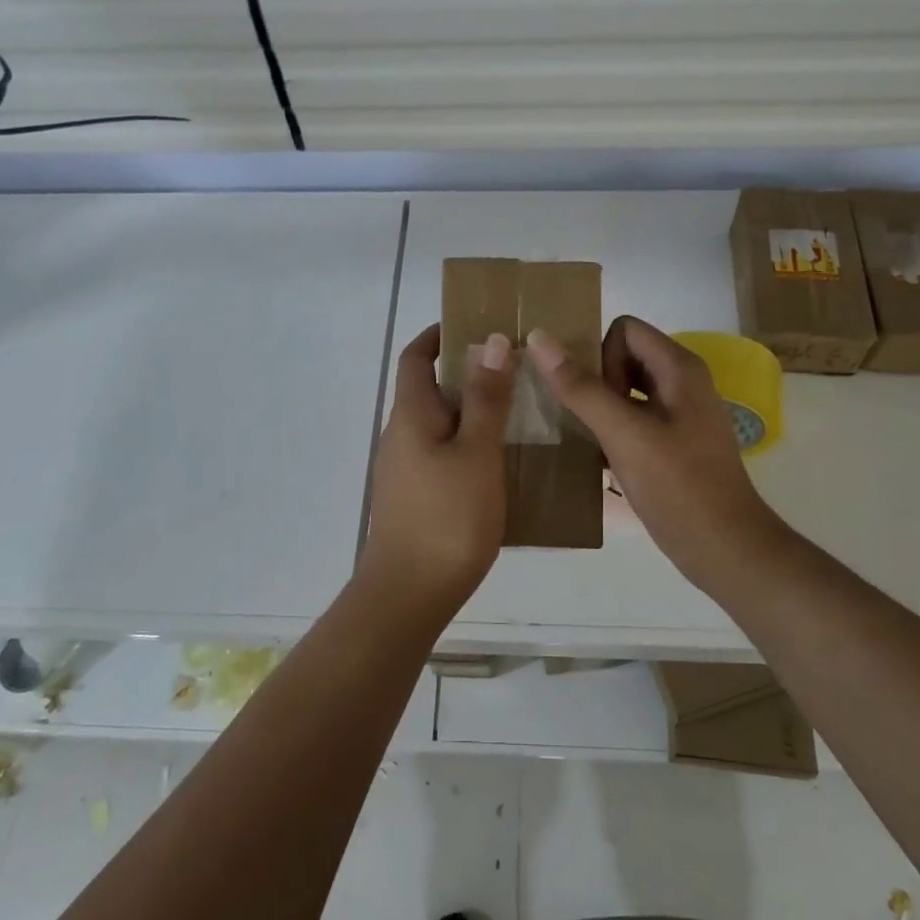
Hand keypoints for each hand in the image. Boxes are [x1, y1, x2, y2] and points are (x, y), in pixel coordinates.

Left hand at [358, 324, 514, 620]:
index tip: (475, 325)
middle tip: (514, 369)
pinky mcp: (414, 496)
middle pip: (429, 388)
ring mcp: (404, 468)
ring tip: (518, 411)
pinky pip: (442, 453)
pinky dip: (468, 443)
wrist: (408, 594)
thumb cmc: (447, 516)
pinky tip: (501, 461)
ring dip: (471, 410)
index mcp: (411, 414)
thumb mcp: (477, 452)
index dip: (439, 335)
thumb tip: (491, 340)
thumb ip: (487, 398)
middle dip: (466, 372)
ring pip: (439, 423)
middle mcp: (400, 434)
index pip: (416, 357)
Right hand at [528, 316, 779, 589]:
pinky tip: (603, 458)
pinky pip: (634, 417)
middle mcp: (683, 382)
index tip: (598, 400)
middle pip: (624, 356)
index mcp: (680, 368)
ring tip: (589, 439)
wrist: (725, 550)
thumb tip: (538, 337)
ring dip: (601, 406)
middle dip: (598, 381)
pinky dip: (614, 428)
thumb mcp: (624, 434)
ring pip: (627, 388)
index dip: (601, 356)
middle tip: (593, 424)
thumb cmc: (678, 487)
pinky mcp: (675, 442)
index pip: (624, 330)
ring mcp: (680, 414)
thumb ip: (581, 387)